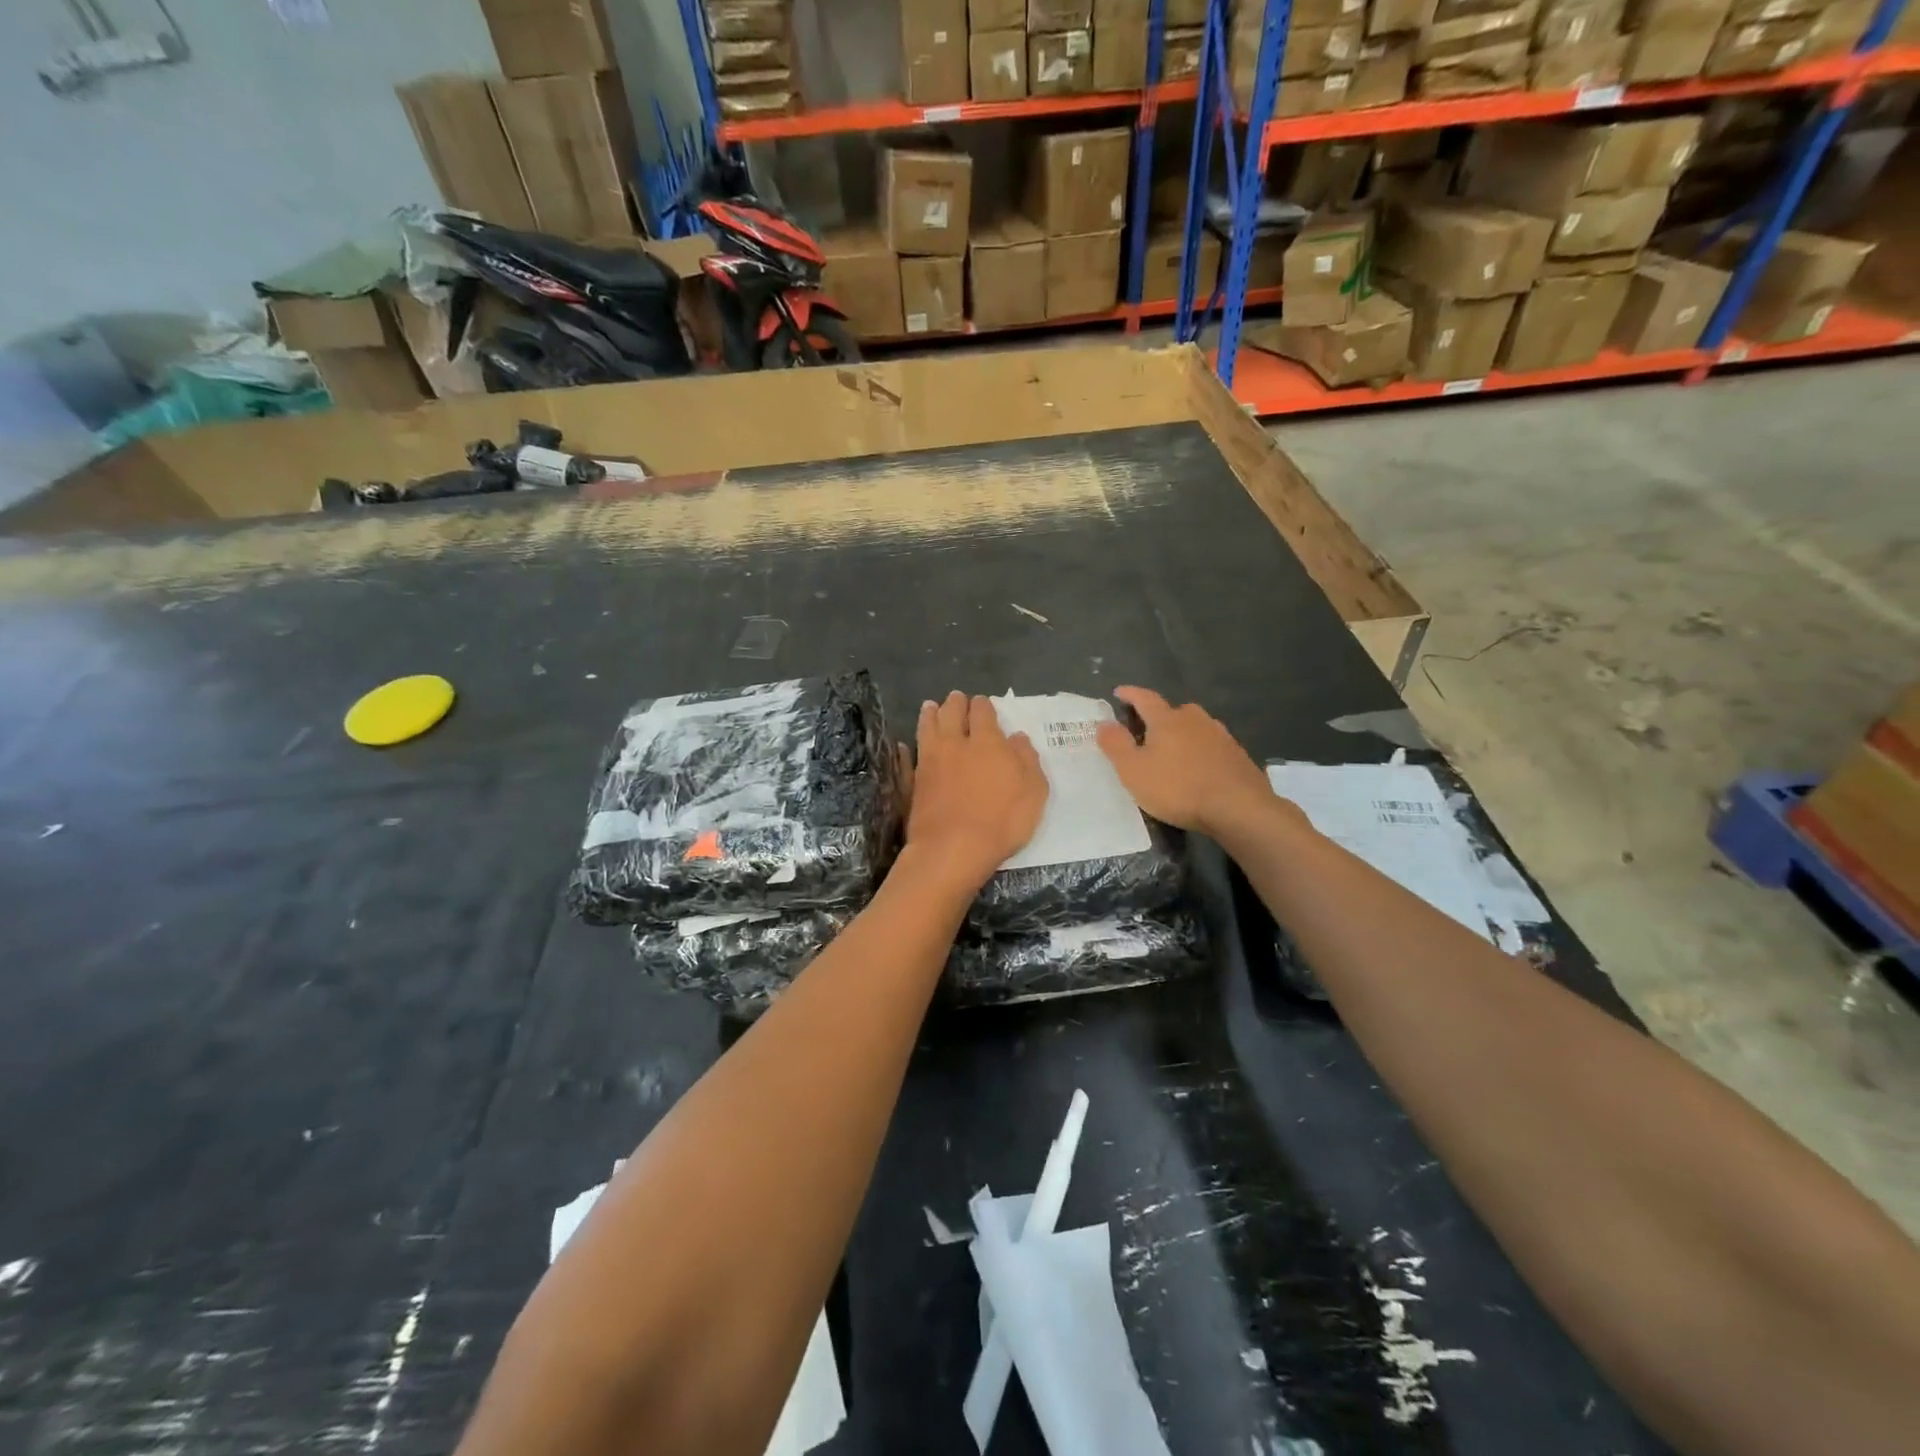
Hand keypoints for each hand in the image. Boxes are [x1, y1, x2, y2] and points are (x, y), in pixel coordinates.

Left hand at [904, 692, 1048, 890]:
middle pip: (951, 713)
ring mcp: (930, 762)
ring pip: (926, 728)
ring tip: (930, 707)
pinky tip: (903, 745)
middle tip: (956, 698)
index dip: (983, 705)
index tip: (983, 703)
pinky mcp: (913, 782)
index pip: (983, 712)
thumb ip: (1027, 761)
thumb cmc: (1002, 821)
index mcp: (987, 742)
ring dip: (929, 715)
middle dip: (955, 703)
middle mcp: (955, 744)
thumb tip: (1018, 738)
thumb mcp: (1034, 792)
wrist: (953, 849)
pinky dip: (905, 749)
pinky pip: (907, 758)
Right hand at [1095, 686, 1278, 837]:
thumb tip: (1104, 723)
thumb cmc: (1177, 787)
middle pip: (1173, 712)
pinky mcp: (1237, 755)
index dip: (1130, 694)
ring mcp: (1220, 736)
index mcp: (1167, 719)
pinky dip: (1200, 752)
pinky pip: (1211, 746)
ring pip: (1195, 728)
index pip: (1145, 698)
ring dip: (1181, 735)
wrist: (1238, 807)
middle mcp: (1195, 719)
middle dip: (1158, 718)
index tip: (1119, 692)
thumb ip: (1116, 745)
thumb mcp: (1133, 770)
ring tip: (1172, 752)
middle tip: (1146, 732)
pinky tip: (1198, 769)